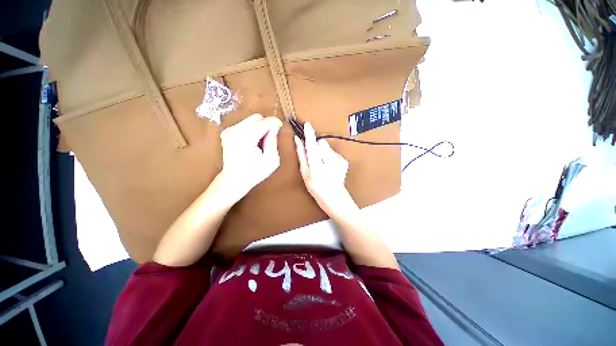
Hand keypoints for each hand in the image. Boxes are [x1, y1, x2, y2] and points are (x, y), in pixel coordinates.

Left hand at [219, 114, 281, 202]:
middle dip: (267, 124)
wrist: (234, 179)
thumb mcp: (271, 160)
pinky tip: (254, 141)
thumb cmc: (254, 173)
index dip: (275, 123)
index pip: (264, 122)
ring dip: (260, 126)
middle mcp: (234, 131)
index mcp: (245, 139)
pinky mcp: (227, 131)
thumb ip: (273, 142)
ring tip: (262, 140)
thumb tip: (275, 127)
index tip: (281, 128)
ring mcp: (229, 130)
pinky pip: (245, 124)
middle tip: (272, 137)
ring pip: (251, 119)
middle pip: (257, 117)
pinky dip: (253, 129)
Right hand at [294, 122, 356, 216]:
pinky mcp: (344, 161)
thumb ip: (302, 156)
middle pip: (321, 143)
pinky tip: (330, 167)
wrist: (335, 198)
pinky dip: (330, 156)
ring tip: (323, 164)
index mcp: (316, 168)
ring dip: (323, 152)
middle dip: (316, 146)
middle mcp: (329, 163)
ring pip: (327, 147)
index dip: (309, 134)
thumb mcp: (305, 174)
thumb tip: (298, 140)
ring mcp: (339, 161)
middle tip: (314, 158)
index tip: (307, 124)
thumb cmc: (316, 189)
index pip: (312, 146)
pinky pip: (333, 152)